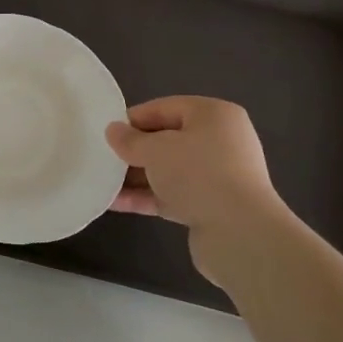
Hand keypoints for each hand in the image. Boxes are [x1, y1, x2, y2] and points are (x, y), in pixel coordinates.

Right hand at [106, 96, 298, 288]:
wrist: (240, 233)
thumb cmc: (198, 174)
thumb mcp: (155, 149)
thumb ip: (130, 140)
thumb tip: (113, 131)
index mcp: (214, 116)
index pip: (164, 108)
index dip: (133, 119)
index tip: (106, 133)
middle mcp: (220, 142)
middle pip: (166, 140)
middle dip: (134, 151)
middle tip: (103, 158)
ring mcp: (217, 176)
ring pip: (168, 170)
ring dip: (136, 176)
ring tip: (102, 182)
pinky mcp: (210, 206)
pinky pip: (171, 194)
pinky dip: (146, 196)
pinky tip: (114, 203)